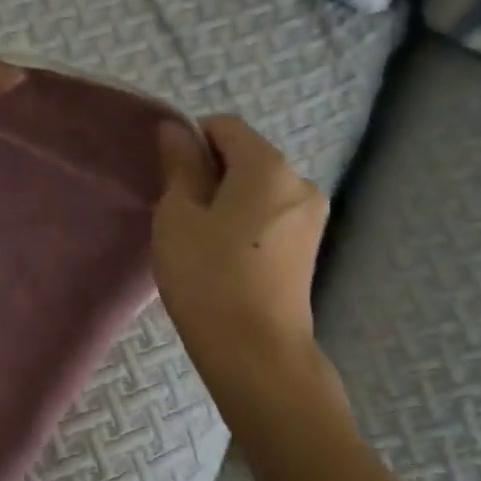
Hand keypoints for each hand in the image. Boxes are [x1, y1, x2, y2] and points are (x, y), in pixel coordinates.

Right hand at [153, 114, 330, 390]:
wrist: (257, 354)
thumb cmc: (208, 278)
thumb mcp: (179, 215)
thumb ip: (180, 165)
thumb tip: (177, 129)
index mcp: (269, 166)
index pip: (225, 126)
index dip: (191, 141)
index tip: (170, 180)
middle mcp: (299, 182)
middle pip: (245, 156)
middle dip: (210, 173)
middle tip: (180, 216)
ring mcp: (310, 218)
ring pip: (258, 189)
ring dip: (227, 201)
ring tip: (201, 243)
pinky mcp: (309, 249)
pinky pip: (270, 216)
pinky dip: (246, 223)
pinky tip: (226, 259)